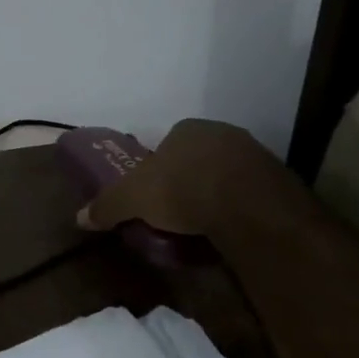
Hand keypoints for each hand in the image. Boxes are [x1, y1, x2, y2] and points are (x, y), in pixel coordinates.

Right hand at [75, 118, 320, 246]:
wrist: (248, 207)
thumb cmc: (182, 189)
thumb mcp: (132, 199)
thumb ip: (107, 206)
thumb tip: (79, 218)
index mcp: (187, 129)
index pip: (167, 144)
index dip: (159, 168)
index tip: (155, 194)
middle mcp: (221, 133)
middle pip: (198, 157)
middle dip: (189, 179)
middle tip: (179, 211)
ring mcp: (254, 154)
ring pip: (227, 174)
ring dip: (217, 193)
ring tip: (206, 225)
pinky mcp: (279, 180)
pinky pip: (251, 192)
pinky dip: (240, 207)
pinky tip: (233, 228)